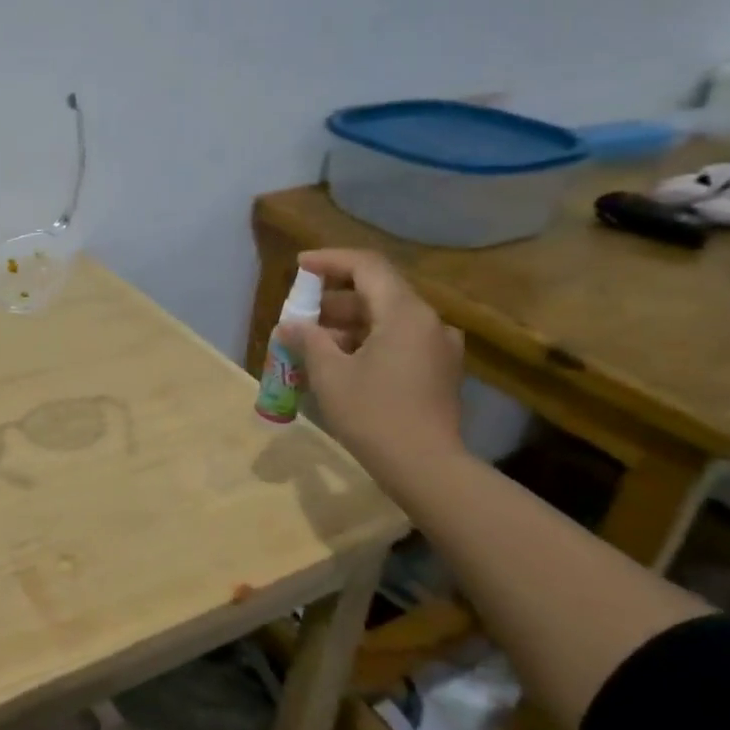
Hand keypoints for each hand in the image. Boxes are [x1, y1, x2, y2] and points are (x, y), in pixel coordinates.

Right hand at [274, 248, 465, 484]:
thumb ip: (309, 340)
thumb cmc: (374, 415)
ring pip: (388, 319)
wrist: (427, 468)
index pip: (366, 266)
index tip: (299, 266)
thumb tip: (290, 325)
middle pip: (378, 292)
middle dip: (334, 299)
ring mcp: (438, 346)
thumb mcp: (331, 375)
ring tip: (312, 342)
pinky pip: (399, 341)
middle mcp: (429, 321)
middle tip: (300, 313)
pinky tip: (341, 362)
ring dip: (349, 323)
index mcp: (405, 313)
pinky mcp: (439, 370)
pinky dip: (368, 341)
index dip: (330, 261)